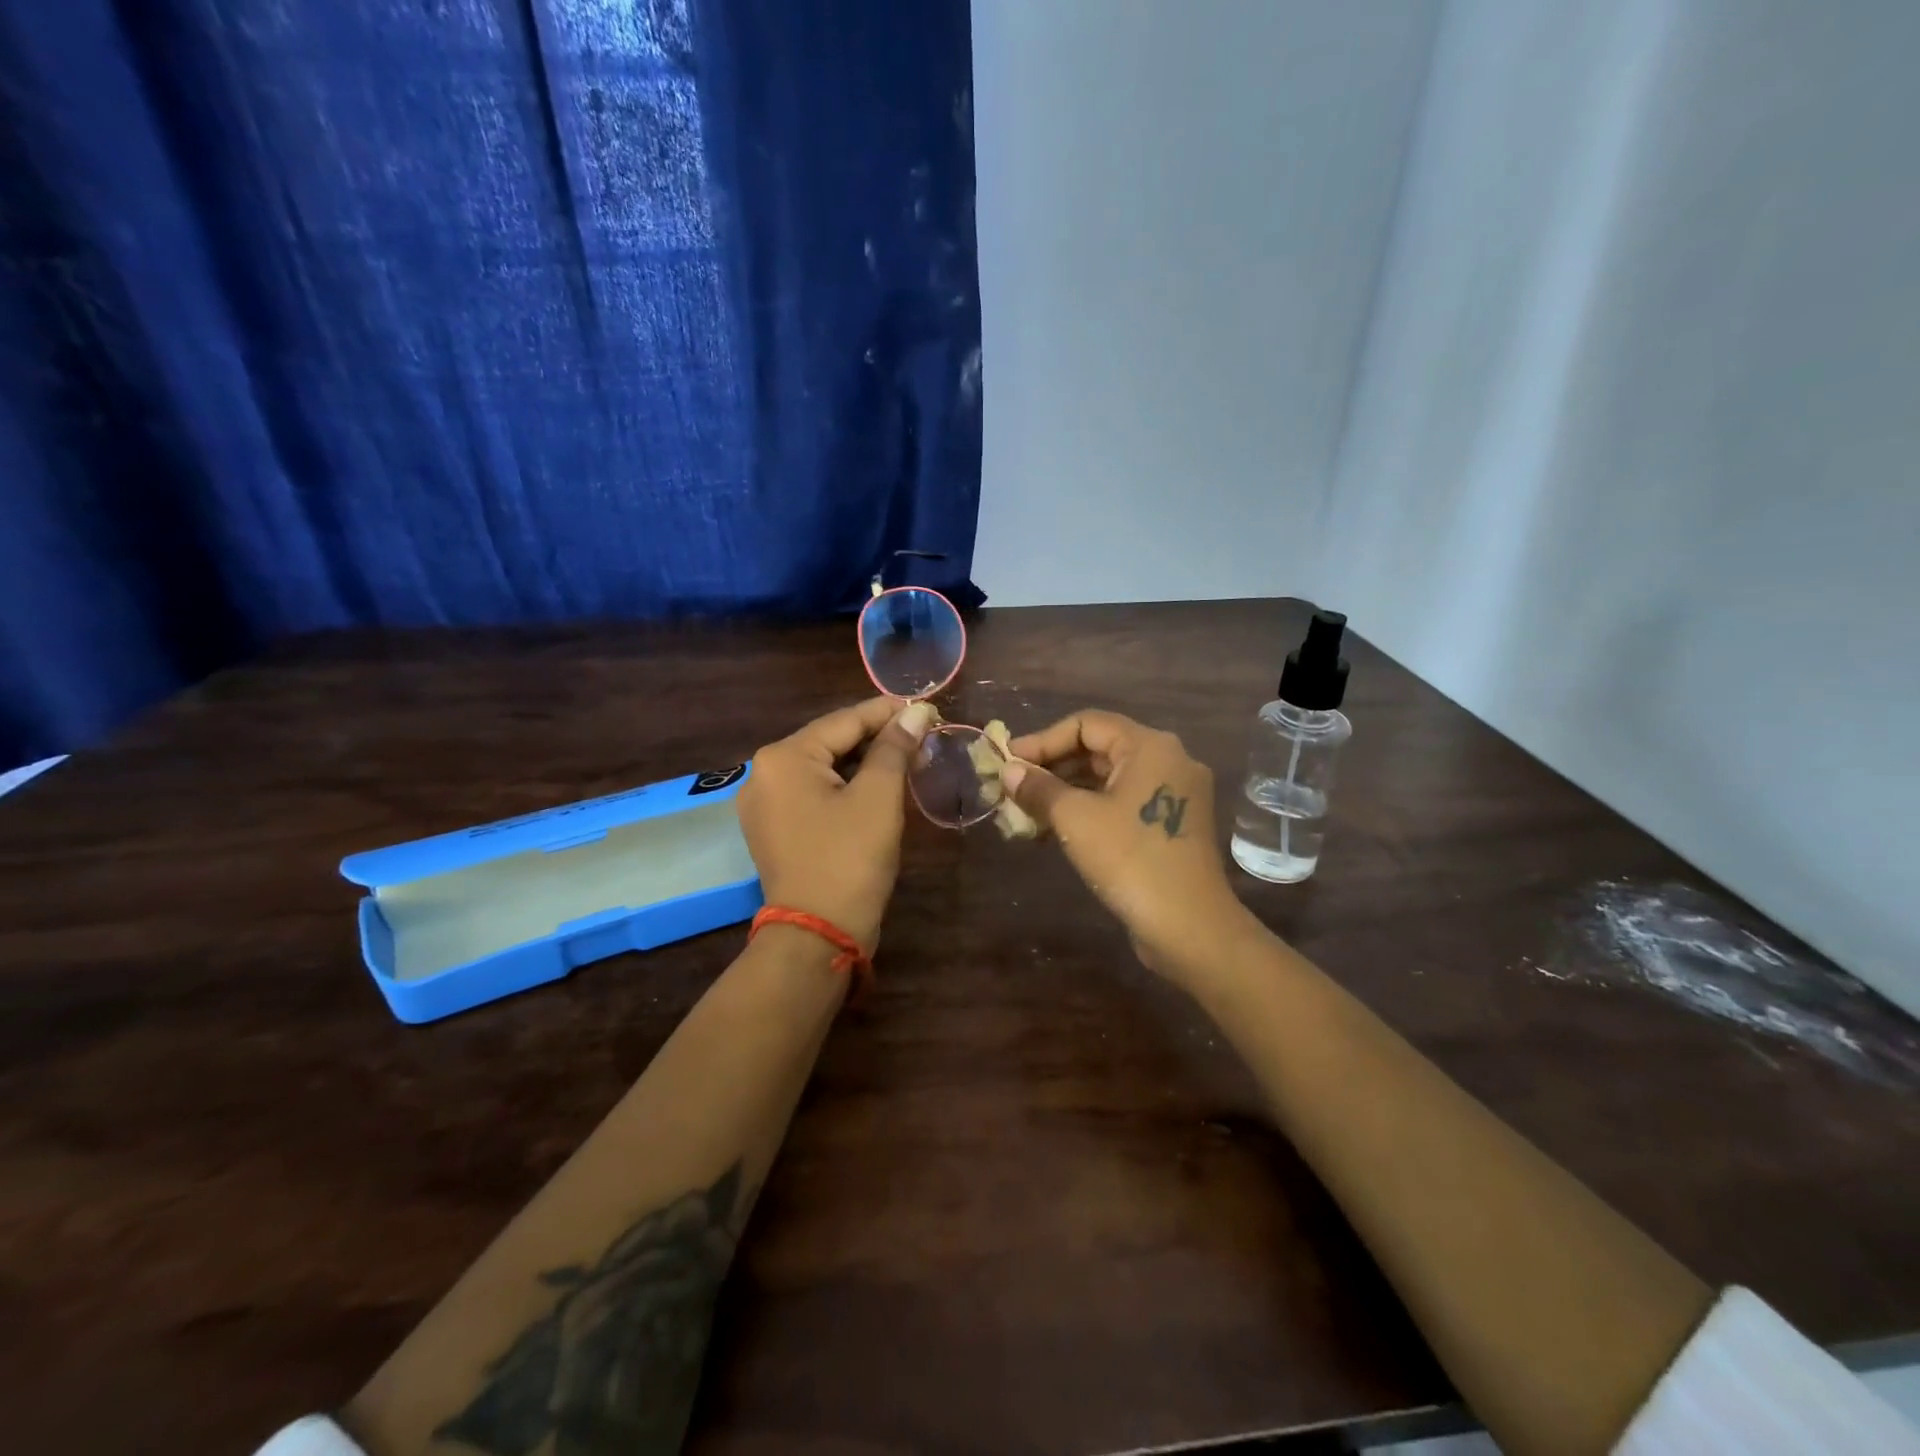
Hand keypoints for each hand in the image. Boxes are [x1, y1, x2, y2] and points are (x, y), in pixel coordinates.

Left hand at [737, 697, 935, 952]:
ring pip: (823, 768)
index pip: (844, 720)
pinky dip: (845, 787)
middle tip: (921, 736)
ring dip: (864, 763)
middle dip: (877, 738)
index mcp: (783, 757)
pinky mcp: (773, 829)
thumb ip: (895, 748)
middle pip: (830, 742)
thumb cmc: (850, 858)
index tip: (926, 708)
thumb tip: (916, 712)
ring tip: (907, 759)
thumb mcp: (879, 797)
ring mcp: (764, 804)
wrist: (818, 935)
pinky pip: (814, 793)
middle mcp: (764, 773)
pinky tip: (877, 787)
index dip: (888, 712)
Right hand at [1004, 710, 1259, 982]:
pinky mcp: (1172, 824)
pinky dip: (1089, 810)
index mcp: (1150, 746)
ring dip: (1066, 791)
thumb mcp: (1075, 819)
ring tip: (1026, 811)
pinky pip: (1123, 803)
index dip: (1042, 739)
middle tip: (1013, 786)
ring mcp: (1175, 794)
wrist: (1190, 927)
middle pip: (1099, 749)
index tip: (1008, 761)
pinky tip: (1055, 830)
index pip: (1087, 724)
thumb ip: (1039, 788)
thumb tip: (1009, 771)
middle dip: (1052, 767)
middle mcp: (1168, 760)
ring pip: (1110, 779)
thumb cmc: (1130, 860)